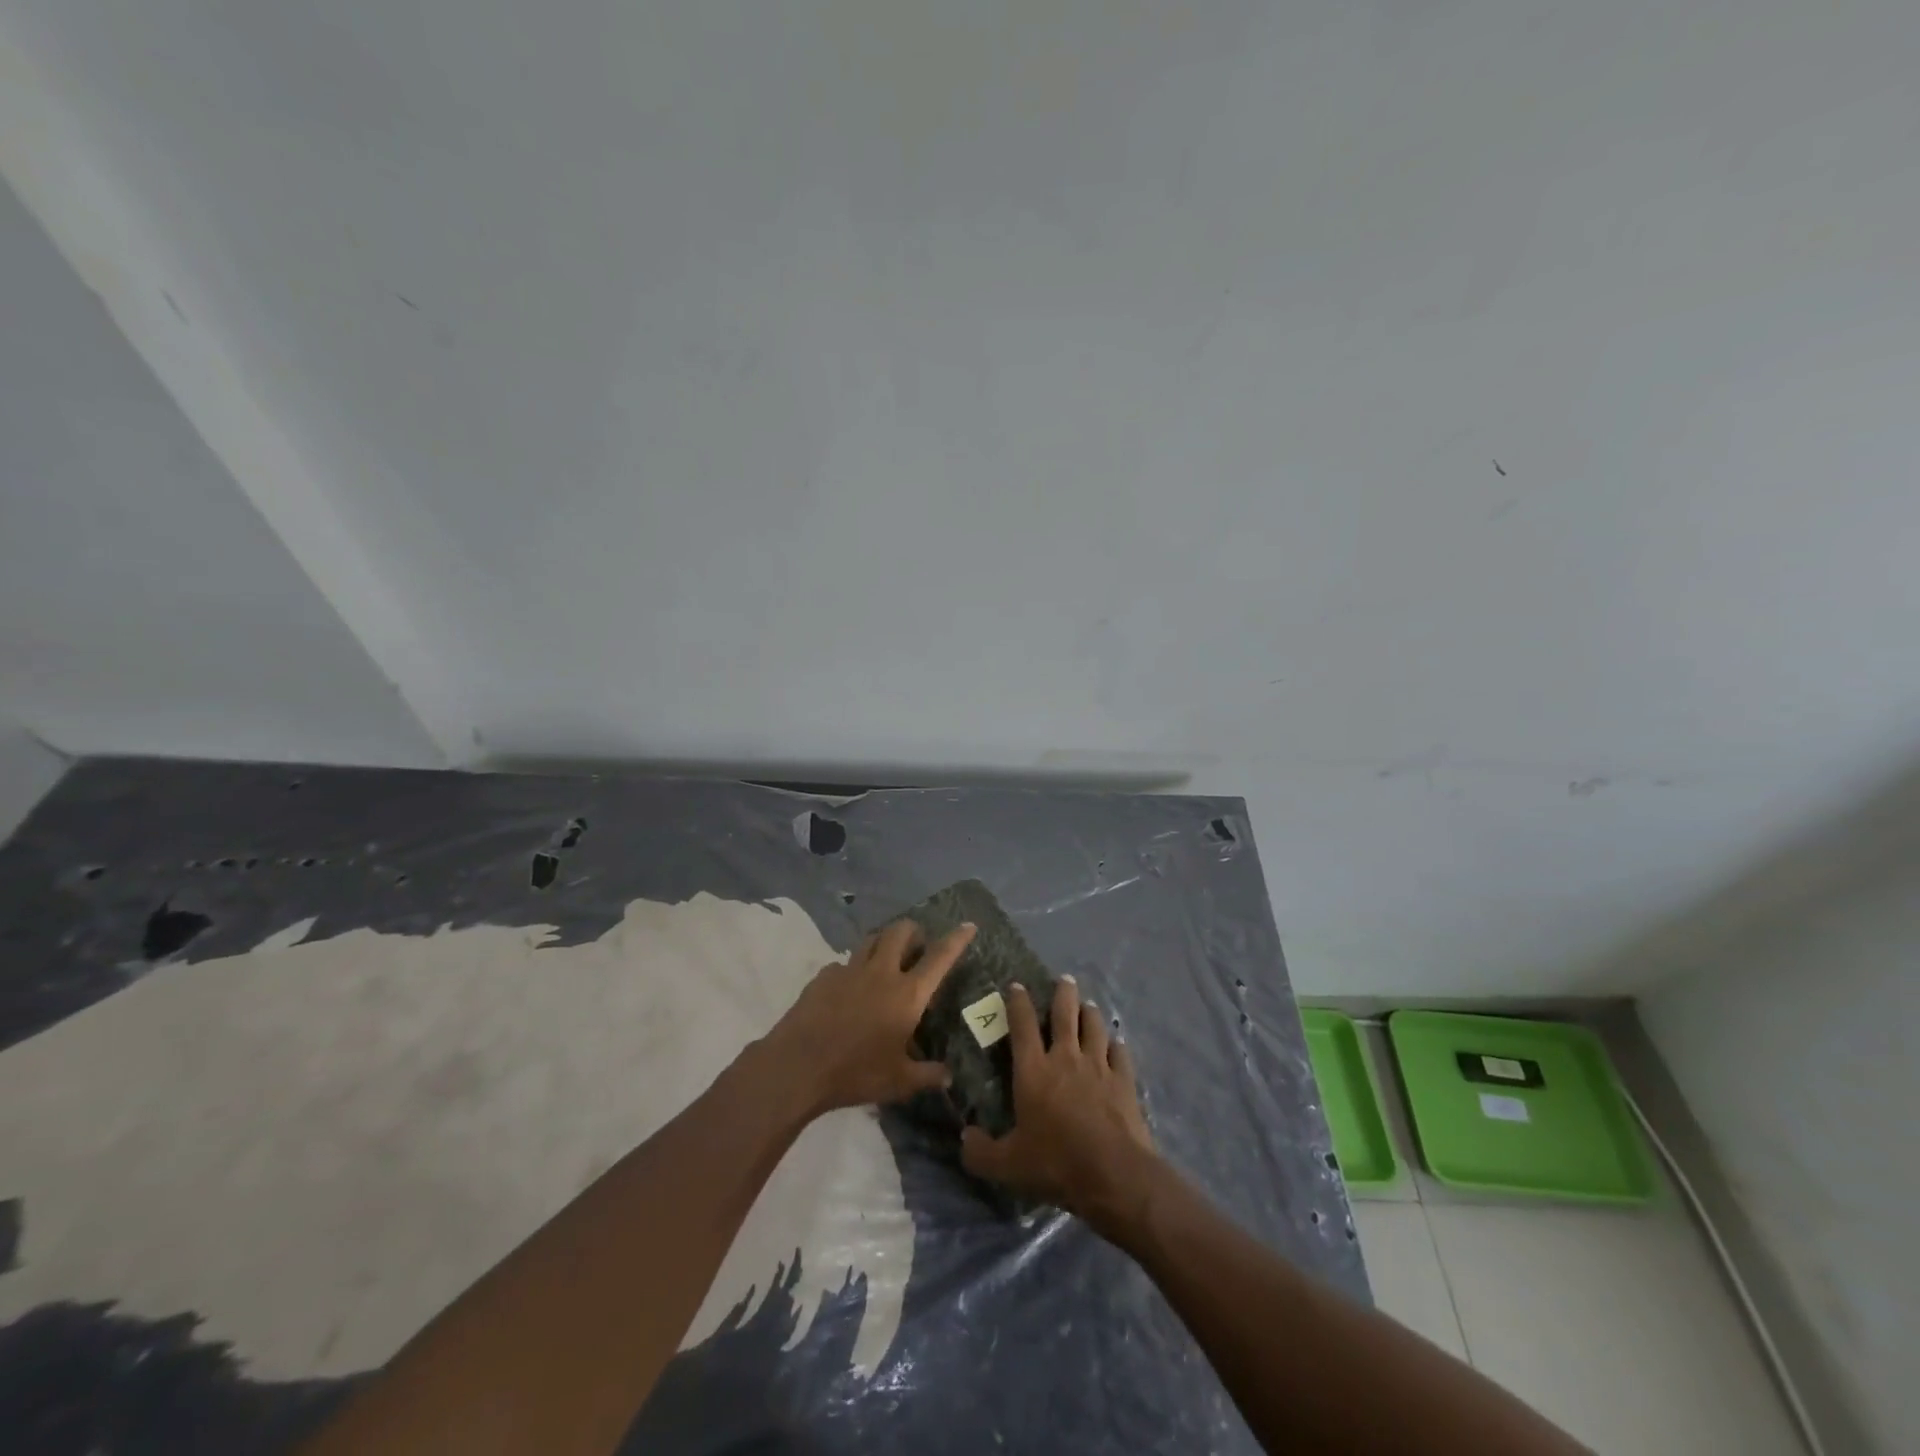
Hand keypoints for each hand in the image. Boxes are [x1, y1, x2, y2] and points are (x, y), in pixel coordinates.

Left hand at [761, 919, 975, 1117]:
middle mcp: (881, 973)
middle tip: (917, 945)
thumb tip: (948, 1076)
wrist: (797, 1066)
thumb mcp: (898, 1082)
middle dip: (913, 930)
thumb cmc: (855, 1073)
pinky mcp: (824, 976)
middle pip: (900, 931)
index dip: (956, 939)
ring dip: (884, 942)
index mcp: (907, 994)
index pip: (939, 958)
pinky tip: (849, 989)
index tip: (968, 925)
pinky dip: (853, 969)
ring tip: (886, 958)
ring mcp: (849, 970)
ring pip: (871, 939)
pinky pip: (844, 963)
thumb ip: (927, 1075)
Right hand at [960, 978, 1157, 1232]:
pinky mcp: (1124, 1081)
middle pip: (1065, 1014)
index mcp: (1033, 1070)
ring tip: (1088, 1005)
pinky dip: (1116, 1046)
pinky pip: (1120, 1054)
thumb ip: (981, 1152)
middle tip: (1064, 979)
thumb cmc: (1055, 1162)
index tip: (1016, 986)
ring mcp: (1098, 1067)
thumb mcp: (1007, 1165)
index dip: (1018, 1002)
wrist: (1113, 1174)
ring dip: (1090, 1013)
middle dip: (1063, 993)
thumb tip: (964, 1138)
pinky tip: (1116, 1044)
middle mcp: (1065, 1058)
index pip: (1022, 1025)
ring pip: (1095, 1027)